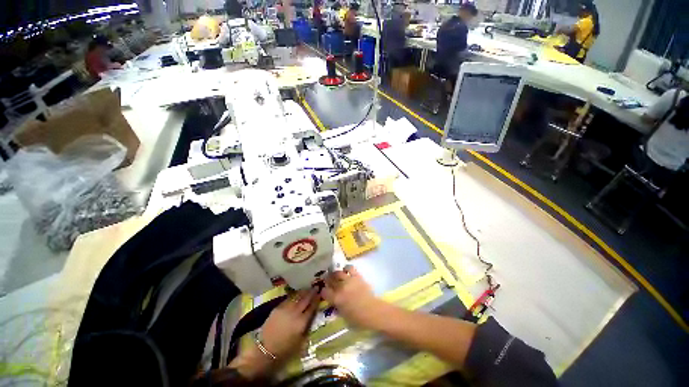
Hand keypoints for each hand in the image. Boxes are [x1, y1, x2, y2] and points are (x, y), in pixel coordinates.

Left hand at [229, 289, 318, 379]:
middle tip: (316, 287)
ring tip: (307, 289)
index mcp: (302, 323)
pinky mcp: (277, 308)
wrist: (265, 351)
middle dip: (311, 293)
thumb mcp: (300, 342)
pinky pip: (288, 299)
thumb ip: (307, 327)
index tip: (320, 294)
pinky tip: (296, 294)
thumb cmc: (285, 350)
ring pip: (296, 297)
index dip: (316, 300)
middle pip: (305, 299)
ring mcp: (285, 309)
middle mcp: (295, 313)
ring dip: (303, 292)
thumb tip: (312, 317)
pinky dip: (294, 295)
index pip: (312, 308)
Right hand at [322, 265, 380, 327]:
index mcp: (336, 299)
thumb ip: (337, 307)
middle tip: (329, 282)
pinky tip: (346, 271)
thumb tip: (333, 302)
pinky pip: (350, 268)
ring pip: (338, 272)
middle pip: (330, 280)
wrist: (373, 311)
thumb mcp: (343, 316)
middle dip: (328, 281)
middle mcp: (340, 287)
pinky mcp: (357, 276)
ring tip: (335, 275)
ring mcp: (349, 280)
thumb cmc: (358, 319)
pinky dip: (346, 268)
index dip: (323, 292)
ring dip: (335, 274)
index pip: (324, 291)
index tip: (324, 293)